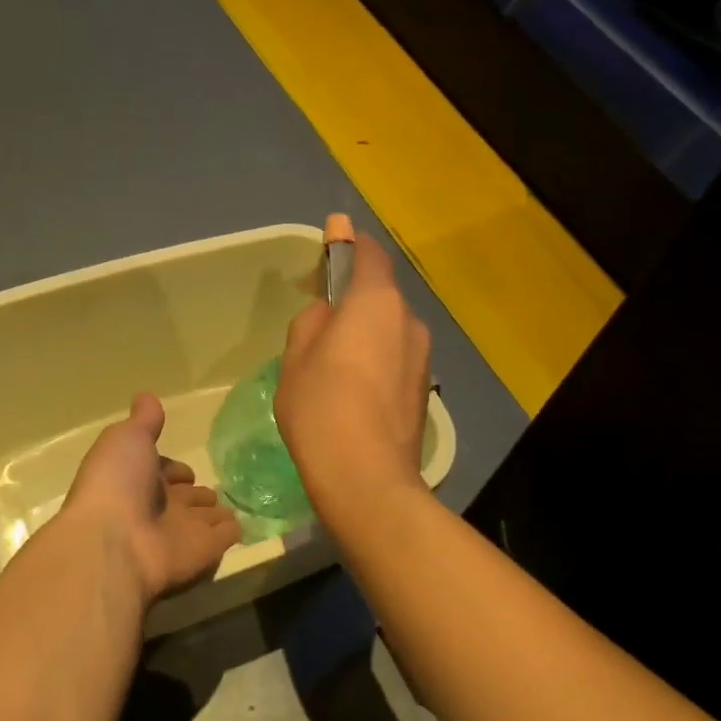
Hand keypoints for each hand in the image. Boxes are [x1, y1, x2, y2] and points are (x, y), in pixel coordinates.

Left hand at [61, 393, 241, 601]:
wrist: (115, 544)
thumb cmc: (117, 484)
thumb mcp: (127, 438)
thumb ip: (144, 421)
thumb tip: (147, 396)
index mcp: (135, 479)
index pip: (160, 472)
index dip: (171, 469)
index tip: (185, 470)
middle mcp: (157, 507)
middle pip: (182, 499)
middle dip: (195, 494)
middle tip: (213, 490)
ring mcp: (180, 531)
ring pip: (202, 519)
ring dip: (214, 514)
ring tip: (231, 507)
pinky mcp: (203, 551)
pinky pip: (222, 538)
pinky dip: (232, 531)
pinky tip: (242, 525)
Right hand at [275, 230, 432, 525]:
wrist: (367, 478)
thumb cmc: (322, 408)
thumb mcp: (297, 358)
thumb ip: (312, 321)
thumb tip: (327, 312)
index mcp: (376, 302)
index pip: (370, 255)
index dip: (350, 246)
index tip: (333, 243)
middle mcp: (409, 321)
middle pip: (381, 296)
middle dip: (354, 300)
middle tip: (321, 322)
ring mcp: (422, 358)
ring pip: (389, 331)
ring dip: (367, 334)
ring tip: (336, 366)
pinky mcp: (423, 390)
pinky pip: (396, 359)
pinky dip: (378, 362)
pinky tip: (356, 392)